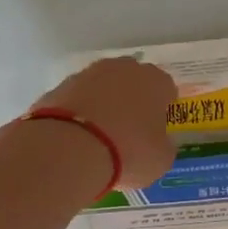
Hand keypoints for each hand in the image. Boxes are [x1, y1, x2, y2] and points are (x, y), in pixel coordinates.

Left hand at [31, 56, 177, 187]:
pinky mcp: (60, 85)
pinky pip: (78, 98)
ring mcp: (89, 74)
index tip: (155, 130)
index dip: (162, 110)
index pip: (166, 89)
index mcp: (155, 81)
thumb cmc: (128, 152)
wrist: (70, 149)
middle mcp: (124, 68)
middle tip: (129, 131)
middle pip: (133, 82)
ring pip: (103, 87)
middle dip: (132, 101)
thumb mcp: (160, 160)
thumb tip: (157, 142)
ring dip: (104, 104)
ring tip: (100, 136)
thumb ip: (163, 146)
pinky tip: (78, 137)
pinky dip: (80, 112)